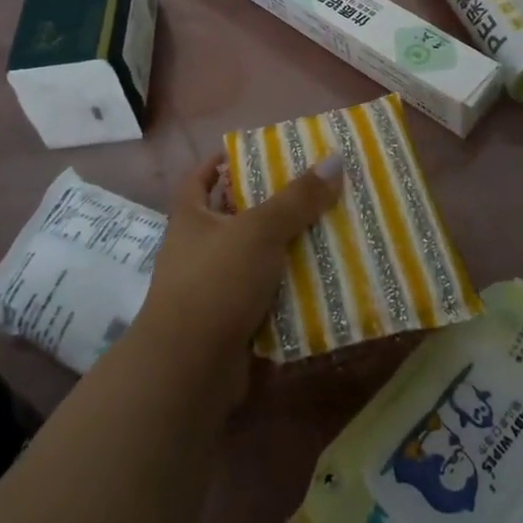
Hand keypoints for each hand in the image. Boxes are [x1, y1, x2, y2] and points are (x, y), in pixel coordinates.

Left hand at [132, 151, 343, 394]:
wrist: (189, 369)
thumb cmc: (215, 282)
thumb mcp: (258, 231)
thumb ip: (296, 199)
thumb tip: (334, 159)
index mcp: (192, 217)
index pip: (201, 177)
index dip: (223, 161)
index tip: (258, 153)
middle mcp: (198, 248)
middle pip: (235, 216)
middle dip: (271, 205)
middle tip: (313, 190)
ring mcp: (213, 287)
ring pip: (255, 258)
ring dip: (286, 249)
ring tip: (329, 231)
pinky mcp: (231, 321)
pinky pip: (265, 296)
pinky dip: (289, 289)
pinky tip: (322, 280)